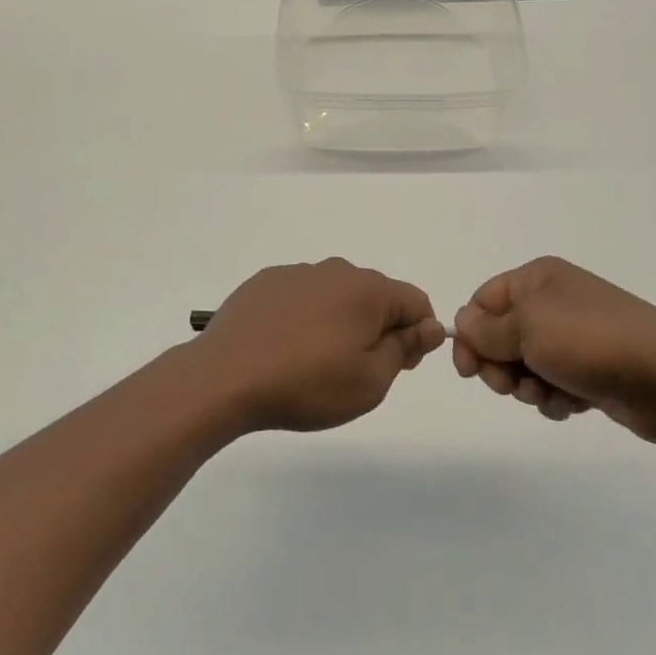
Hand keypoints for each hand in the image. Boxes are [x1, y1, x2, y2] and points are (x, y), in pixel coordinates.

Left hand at [193, 259, 446, 433]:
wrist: (224, 378)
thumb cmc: (307, 384)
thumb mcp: (370, 381)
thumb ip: (405, 348)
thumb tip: (431, 325)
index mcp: (367, 290)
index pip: (416, 301)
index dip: (417, 335)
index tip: (396, 365)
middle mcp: (335, 270)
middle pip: (376, 295)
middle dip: (378, 328)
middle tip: (354, 371)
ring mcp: (296, 273)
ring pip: (337, 295)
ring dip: (339, 321)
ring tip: (313, 362)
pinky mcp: (264, 282)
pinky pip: (302, 296)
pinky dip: (305, 317)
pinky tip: (284, 347)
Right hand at [452, 256, 655, 441]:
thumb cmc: (589, 341)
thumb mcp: (527, 328)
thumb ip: (487, 329)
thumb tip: (462, 322)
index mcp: (538, 279)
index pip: (483, 301)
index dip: (470, 334)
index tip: (467, 370)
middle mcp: (554, 303)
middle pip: (501, 336)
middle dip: (499, 365)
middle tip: (509, 386)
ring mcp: (575, 338)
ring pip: (525, 365)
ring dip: (527, 386)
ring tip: (547, 394)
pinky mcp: (590, 371)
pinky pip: (553, 384)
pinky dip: (554, 398)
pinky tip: (571, 405)